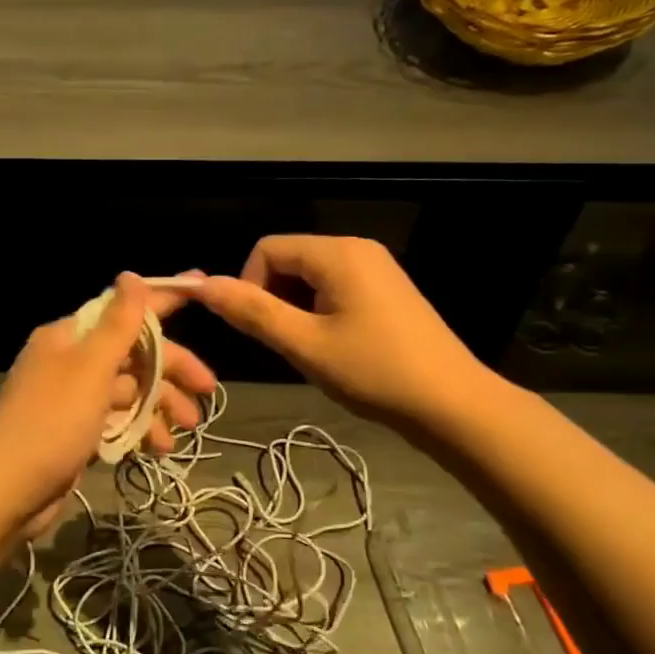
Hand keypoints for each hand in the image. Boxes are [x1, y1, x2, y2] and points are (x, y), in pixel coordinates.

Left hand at [0, 274, 216, 537]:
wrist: (5, 492)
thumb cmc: (51, 423)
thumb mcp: (90, 369)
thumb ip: (117, 325)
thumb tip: (130, 276)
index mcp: (70, 337)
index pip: (124, 309)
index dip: (164, 300)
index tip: (203, 287)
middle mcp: (70, 362)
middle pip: (133, 354)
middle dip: (171, 370)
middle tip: (208, 390)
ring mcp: (73, 400)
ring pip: (129, 391)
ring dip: (160, 405)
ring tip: (187, 430)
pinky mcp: (76, 433)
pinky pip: (118, 421)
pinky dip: (140, 430)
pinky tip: (160, 447)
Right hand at [197, 236, 496, 430]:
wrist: (452, 404)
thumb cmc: (375, 373)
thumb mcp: (305, 345)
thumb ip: (252, 312)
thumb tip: (202, 286)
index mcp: (338, 253)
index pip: (267, 249)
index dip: (248, 285)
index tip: (259, 329)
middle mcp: (357, 249)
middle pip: (289, 259)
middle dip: (273, 298)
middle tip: (287, 344)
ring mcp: (377, 268)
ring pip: (310, 276)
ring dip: (295, 309)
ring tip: (311, 349)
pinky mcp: (387, 290)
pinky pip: (334, 287)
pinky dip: (319, 312)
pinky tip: (334, 347)